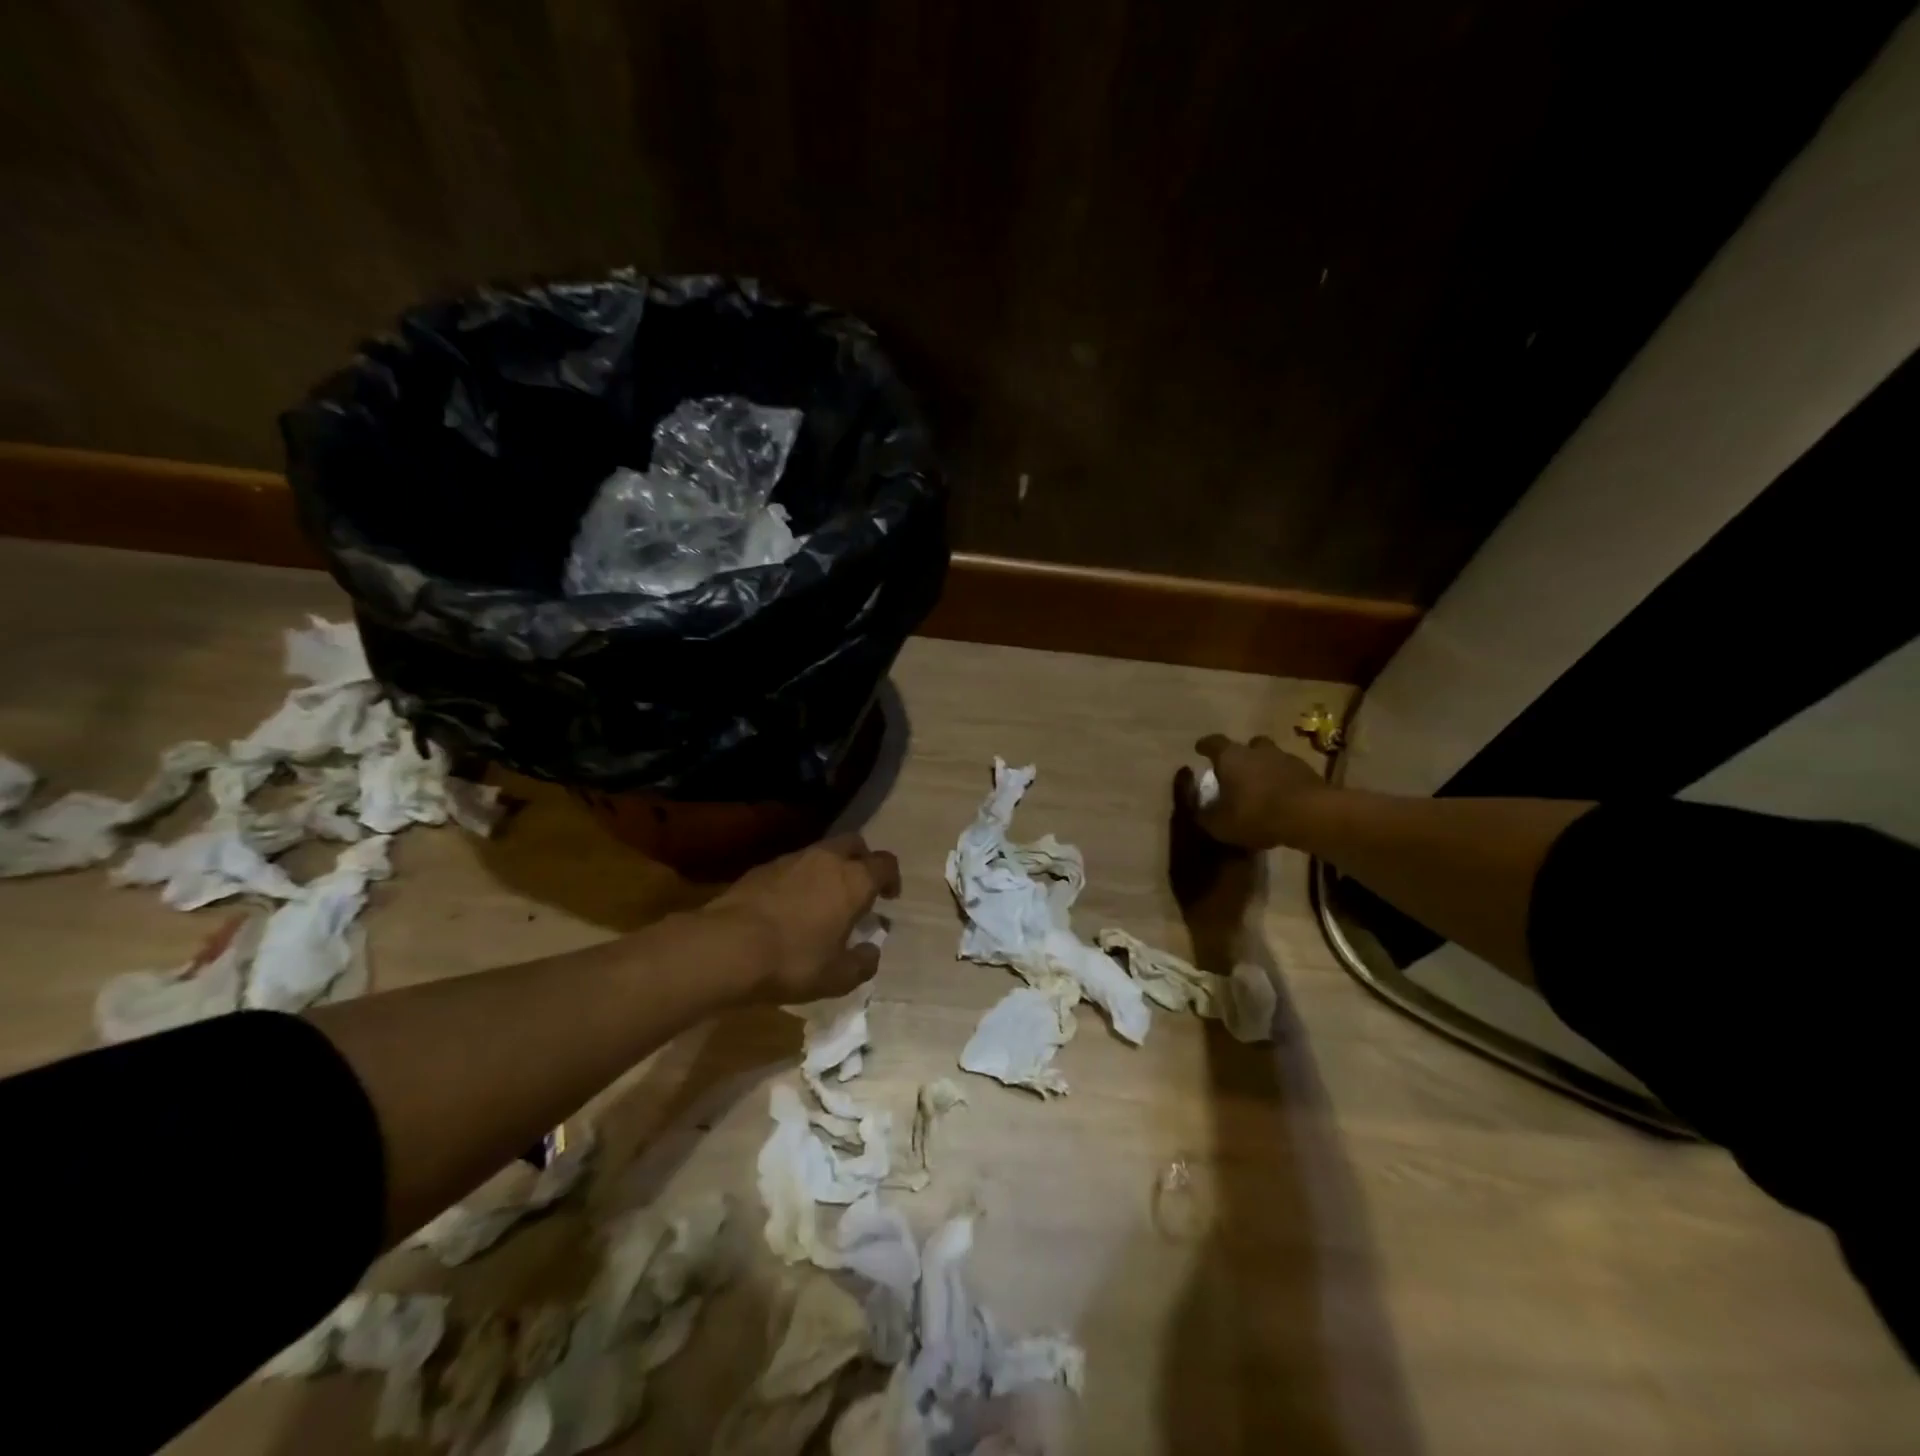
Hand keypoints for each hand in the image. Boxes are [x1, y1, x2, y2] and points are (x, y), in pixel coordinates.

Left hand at [701, 834, 901, 1004]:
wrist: (727, 946)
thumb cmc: (793, 960)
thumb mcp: (837, 977)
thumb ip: (863, 963)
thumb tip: (872, 952)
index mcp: (854, 880)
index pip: (885, 863)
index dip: (892, 878)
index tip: (889, 897)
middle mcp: (826, 859)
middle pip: (854, 844)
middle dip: (862, 860)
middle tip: (859, 888)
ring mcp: (792, 859)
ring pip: (822, 852)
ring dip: (830, 869)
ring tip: (823, 899)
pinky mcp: (763, 867)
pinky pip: (793, 865)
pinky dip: (801, 878)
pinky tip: (791, 905)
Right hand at [1187, 734, 1328, 848]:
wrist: (1311, 816)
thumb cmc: (1256, 814)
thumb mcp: (1221, 824)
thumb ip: (1207, 816)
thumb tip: (1200, 812)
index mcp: (1231, 757)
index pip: (1213, 743)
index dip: (1205, 746)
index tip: (1200, 750)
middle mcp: (1257, 751)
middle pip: (1247, 746)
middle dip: (1241, 757)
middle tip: (1236, 773)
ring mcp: (1286, 758)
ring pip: (1271, 758)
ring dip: (1265, 769)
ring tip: (1261, 789)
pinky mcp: (1309, 772)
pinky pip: (1290, 774)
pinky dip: (1284, 783)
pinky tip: (1282, 800)